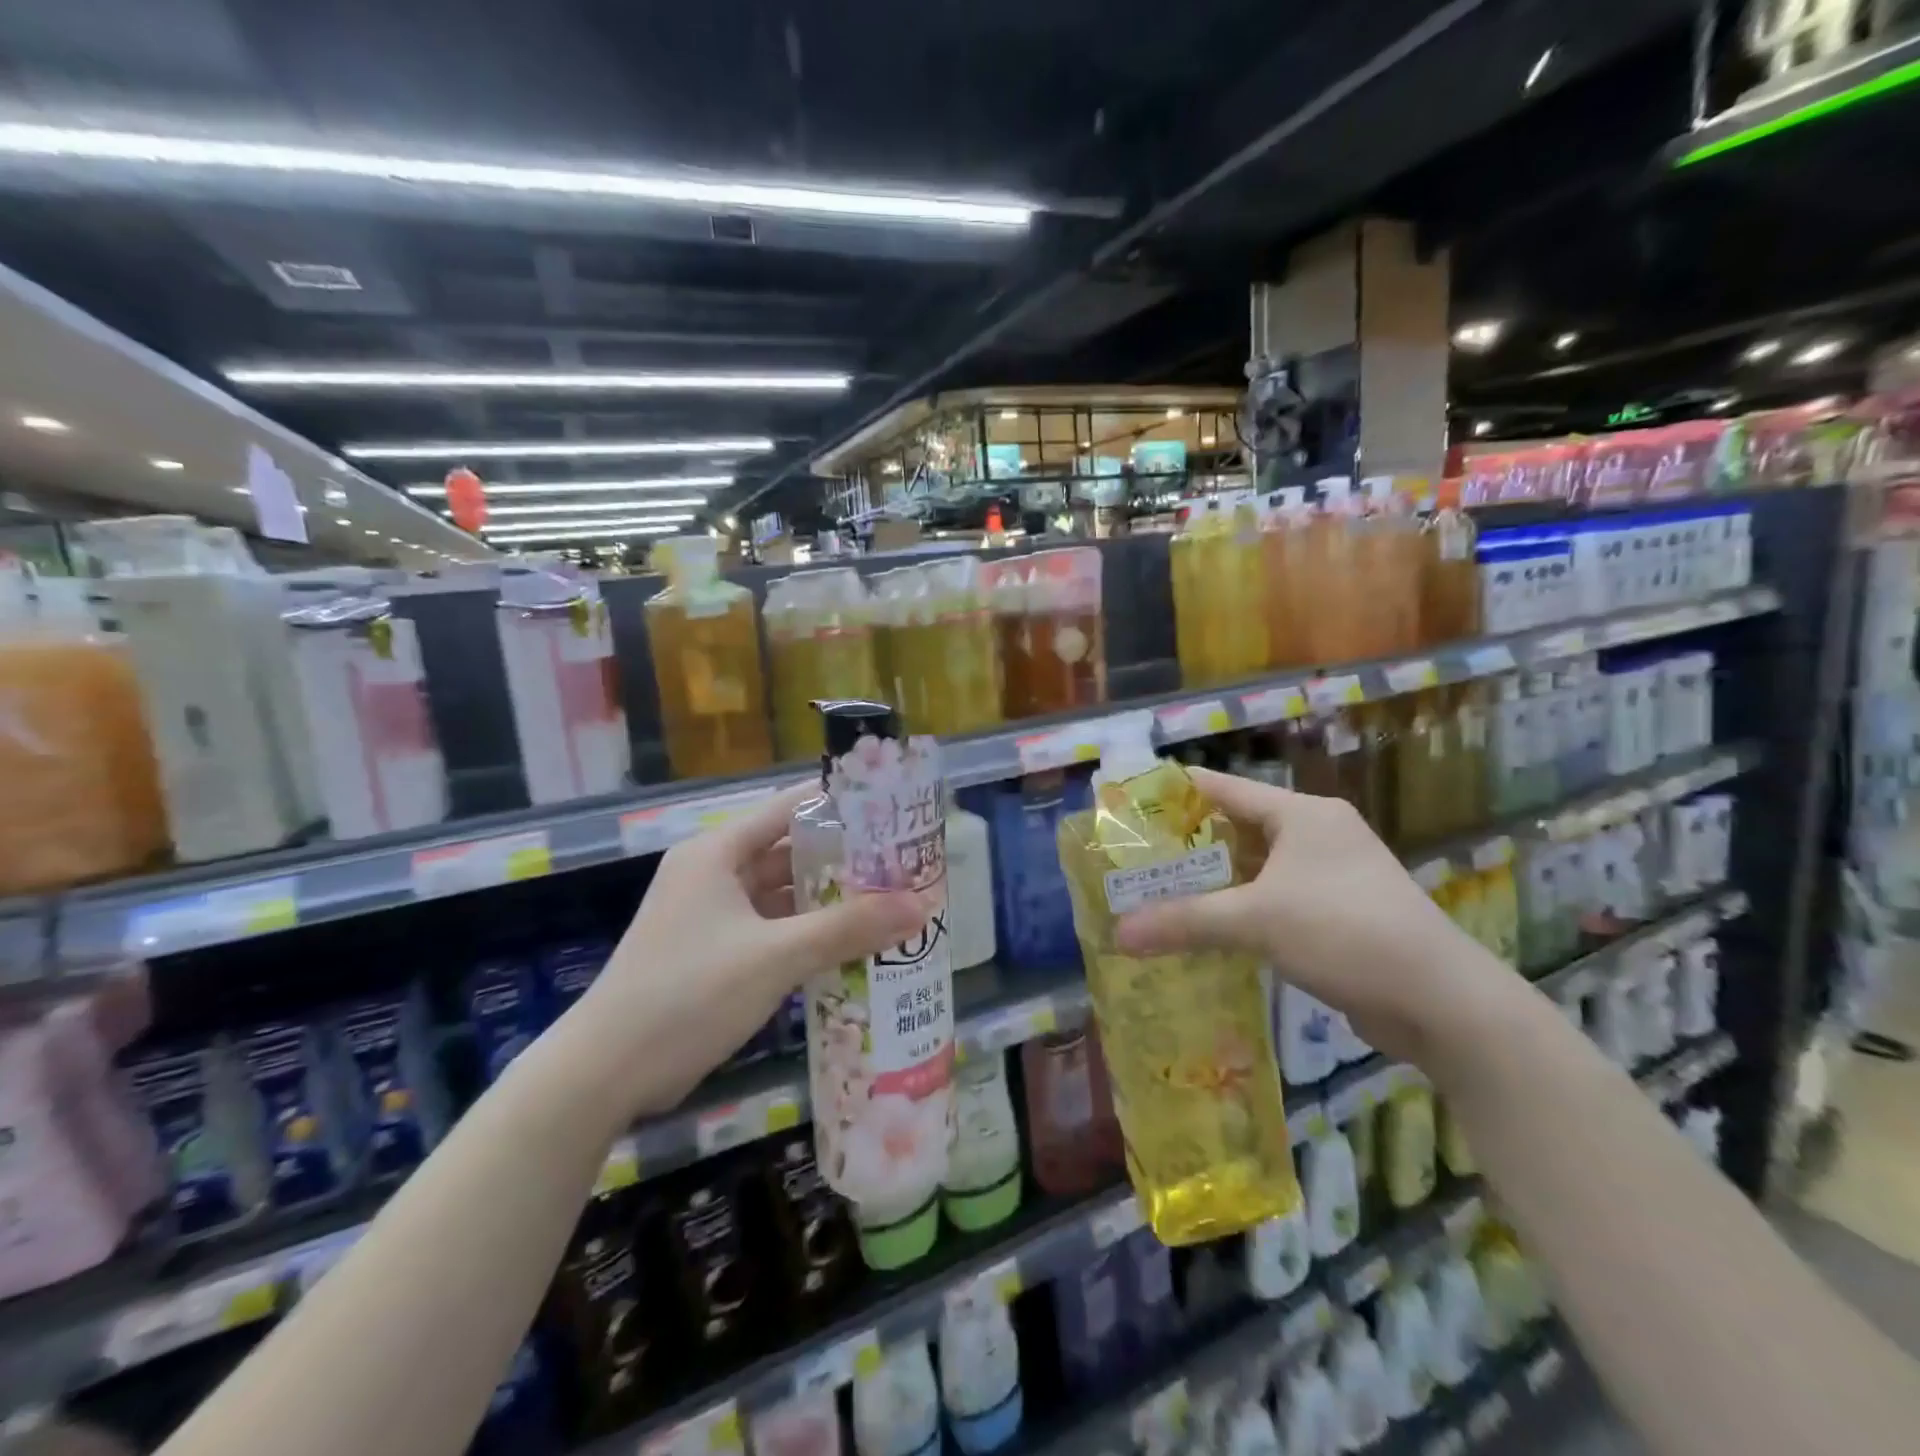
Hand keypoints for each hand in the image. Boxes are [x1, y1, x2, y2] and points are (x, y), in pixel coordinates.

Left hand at [557, 785, 935, 1116]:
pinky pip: (771, 929)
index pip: (790, 807)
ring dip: (827, 900)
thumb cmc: (688, 994)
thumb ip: (848, 928)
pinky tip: (849, 946)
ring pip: (781, 895)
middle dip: (844, 858)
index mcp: (718, 853)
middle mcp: (713, 874)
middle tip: (903, 865)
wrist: (604, 1073)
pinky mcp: (712, 953)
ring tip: (888, 902)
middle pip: (789, 852)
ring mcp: (711, 915)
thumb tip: (920, 906)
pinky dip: (805, 934)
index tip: (893, 812)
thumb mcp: (775, 957)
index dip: (841, 805)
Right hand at [1112, 766, 1508, 1061]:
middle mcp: (1318, 834)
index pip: (1225, 788)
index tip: (1134, 803)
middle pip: (1239, 828)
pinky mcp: (1341, 912)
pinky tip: (1210, 928)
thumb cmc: (1344, 931)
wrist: (1441, 1000)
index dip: (1178, 792)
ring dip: (1216, 881)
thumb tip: (1118, 935)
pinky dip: (1243, 909)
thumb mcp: (1257, 921)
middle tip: (1138, 858)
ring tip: (1162, 892)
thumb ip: (1185, 922)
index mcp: (1302, 814)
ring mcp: (1334, 874)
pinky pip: (1277, 898)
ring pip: (1258, 867)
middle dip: (1190, 845)